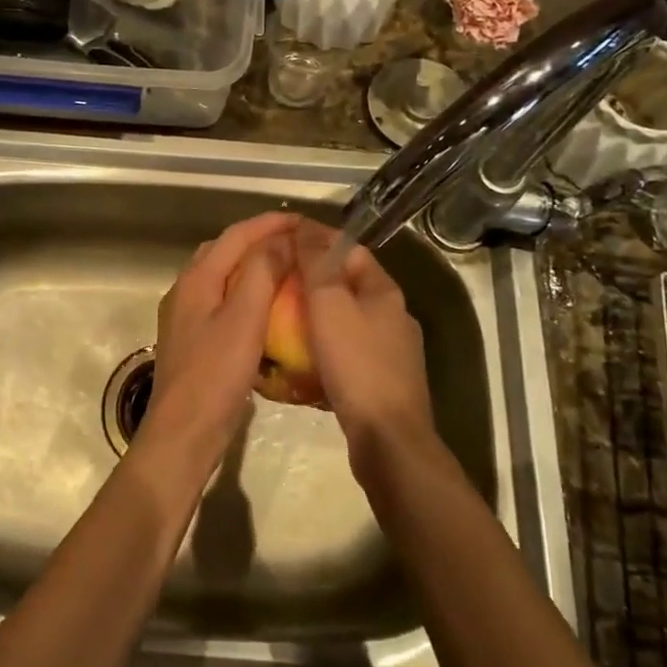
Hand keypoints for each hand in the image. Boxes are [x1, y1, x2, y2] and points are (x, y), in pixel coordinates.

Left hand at [135, 212, 297, 485]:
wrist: (182, 433)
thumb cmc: (215, 375)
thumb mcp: (244, 319)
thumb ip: (261, 273)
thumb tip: (280, 239)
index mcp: (197, 279)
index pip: (236, 235)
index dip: (270, 223)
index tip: (305, 220)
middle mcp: (186, 290)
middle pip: (224, 250)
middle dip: (260, 239)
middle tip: (297, 242)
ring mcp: (186, 315)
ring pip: (222, 275)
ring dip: (252, 265)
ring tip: (287, 269)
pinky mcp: (193, 339)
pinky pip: (222, 300)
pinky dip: (245, 292)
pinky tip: (266, 308)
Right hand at [293, 220, 438, 471]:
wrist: (388, 440)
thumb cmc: (357, 364)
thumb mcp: (329, 305)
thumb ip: (316, 264)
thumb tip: (305, 226)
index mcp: (384, 291)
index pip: (349, 249)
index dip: (316, 241)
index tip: (281, 242)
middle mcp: (392, 316)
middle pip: (346, 285)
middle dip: (311, 281)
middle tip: (273, 283)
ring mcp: (390, 352)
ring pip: (345, 321)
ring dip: (315, 318)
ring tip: (279, 321)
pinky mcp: (381, 382)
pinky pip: (345, 353)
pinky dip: (322, 350)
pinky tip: (299, 362)